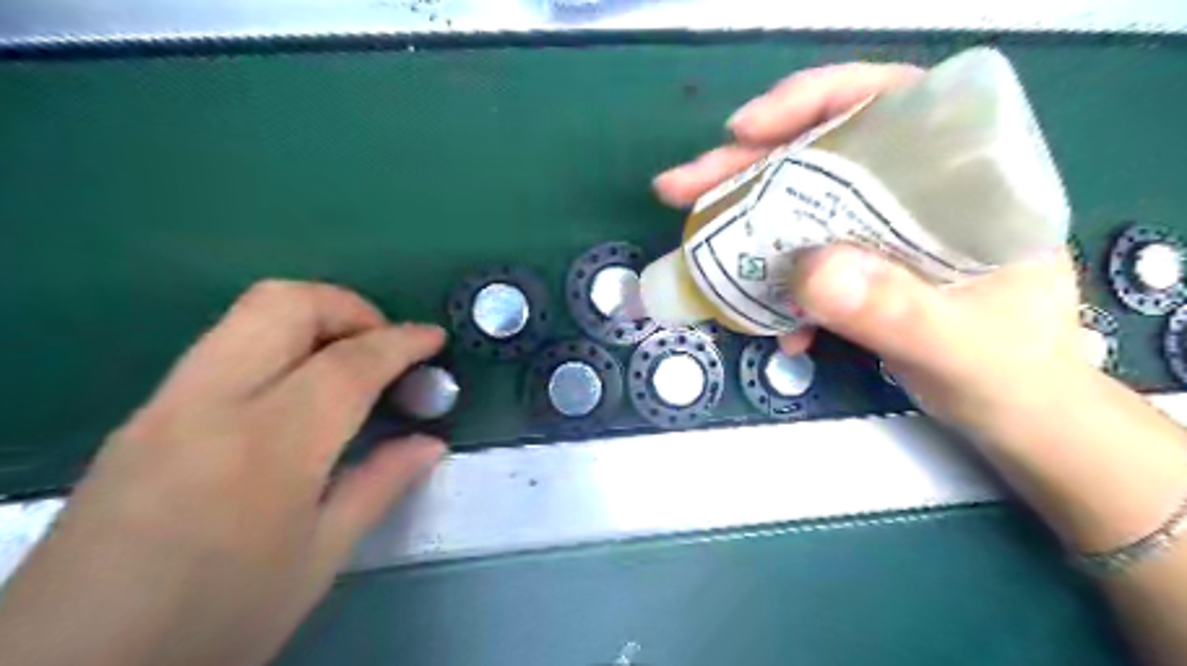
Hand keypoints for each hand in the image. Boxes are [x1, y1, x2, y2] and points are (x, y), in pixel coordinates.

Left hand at [0, 281, 446, 665]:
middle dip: (348, 307)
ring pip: (245, 315)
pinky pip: (222, 348)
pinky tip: (296, 393)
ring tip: (348, 363)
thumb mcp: (318, 560)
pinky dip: (277, 345)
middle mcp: (208, 405)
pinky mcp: (140, 417)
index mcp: (268, 448)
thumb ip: (379, 485)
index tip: (434, 338)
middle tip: (383, 344)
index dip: (401, 341)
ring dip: (312, 320)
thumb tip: (431, 443)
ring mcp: (163, 405)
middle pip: (282, 304)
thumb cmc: (215, 622)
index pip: (347, 363)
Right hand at [653, 62, 1087, 436]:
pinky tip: (764, 318)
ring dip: (743, 220)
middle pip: (821, 153)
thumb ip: (895, 310)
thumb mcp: (960, 346)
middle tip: (682, 187)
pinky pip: (799, 257)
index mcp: (963, 177)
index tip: (747, 130)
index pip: (888, 101)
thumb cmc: (1012, 372)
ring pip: (799, 204)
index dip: (812, 101)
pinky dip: (771, 282)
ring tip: (691, 235)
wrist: (1015, 412)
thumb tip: (807, 270)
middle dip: (746, 165)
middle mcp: (914, 190)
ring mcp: (880, 230)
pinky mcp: (858, 266)